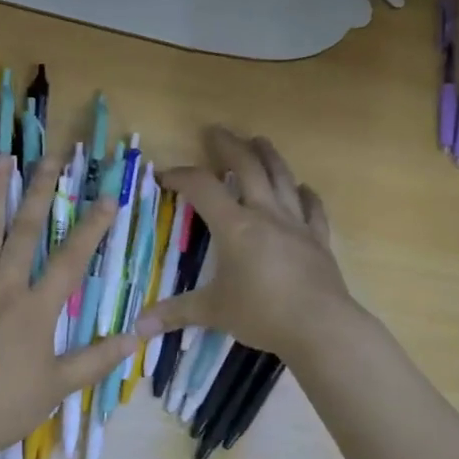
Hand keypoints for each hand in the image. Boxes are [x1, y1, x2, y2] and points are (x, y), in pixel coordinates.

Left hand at [0, 154, 142, 458]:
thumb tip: (138, 335)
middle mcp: (2, 288)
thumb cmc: (2, 409)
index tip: (108, 197)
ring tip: (4, 158)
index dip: (93, 227)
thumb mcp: (57, 387)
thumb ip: (97, 359)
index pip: (71, 260)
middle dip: (42, 192)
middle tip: (52, 157)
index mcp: (35, 310)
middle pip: (25, 231)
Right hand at [137, 127, 356, 364]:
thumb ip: (176, 313)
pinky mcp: (319, 239)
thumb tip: (138, 327)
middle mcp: (266, 214)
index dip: (180, 176)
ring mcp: (296, 224)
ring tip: (259, 140)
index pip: (202, 188)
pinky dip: (305, 194)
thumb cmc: (262, 314)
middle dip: (229, 146)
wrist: (320, 326)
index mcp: (235, 226)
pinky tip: (302, 187)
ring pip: (282, 178)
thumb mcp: (213, 312)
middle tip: (216, 131)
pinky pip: (312, 208)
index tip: (164, 176)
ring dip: (268, 155)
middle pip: (247, 167)